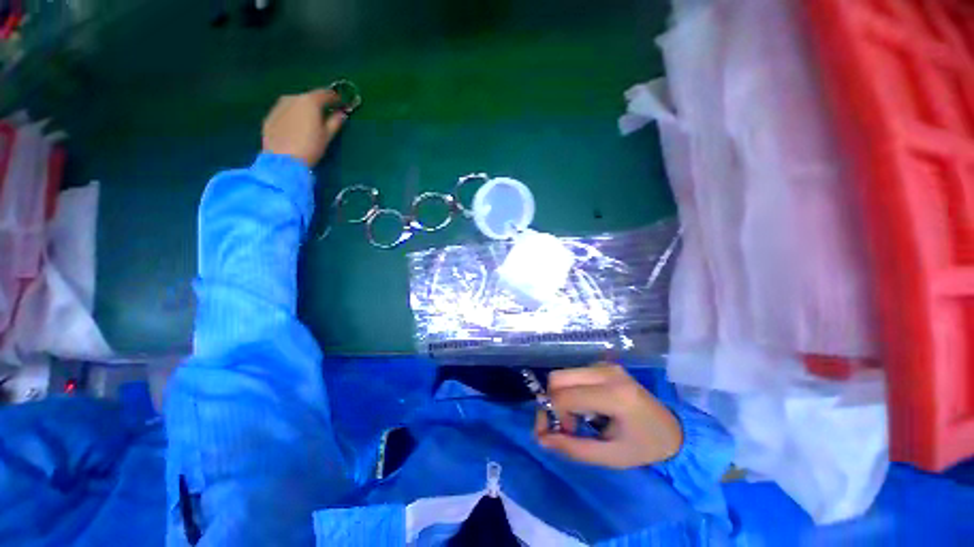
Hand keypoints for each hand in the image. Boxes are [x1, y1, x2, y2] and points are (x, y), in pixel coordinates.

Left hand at [262, 88, 347, 166]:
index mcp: (309, 101)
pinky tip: (295, 128)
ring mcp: (278, 106)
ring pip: (295, 104)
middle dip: (317, 104)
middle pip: (308, 98)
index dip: (334, 97)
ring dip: (303, 110)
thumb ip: (335, 122)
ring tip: (309, 122)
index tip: (340, 102)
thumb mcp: (327, 136)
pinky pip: (285, 112)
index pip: (324, 94)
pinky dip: (292, 116)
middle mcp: (292, 98)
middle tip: (324, 114)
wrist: (283, 160)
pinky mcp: (270, 116)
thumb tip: (342, 114)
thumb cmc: (310, 147)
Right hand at [534, 364, 682, 468]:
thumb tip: (541, 439)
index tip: (564, 434)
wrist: (673, 430)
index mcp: (613, 394)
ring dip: (560, 396)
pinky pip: (573, 374)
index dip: (554, 416)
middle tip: (565, 424)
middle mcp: (606, 372)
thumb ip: (573, 448)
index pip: (565, 397)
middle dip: (553, 402)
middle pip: (558, 378)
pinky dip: (569, 390)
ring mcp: (605, 365)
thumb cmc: (644, 447)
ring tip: (576, 418)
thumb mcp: (611, 456)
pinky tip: (584, 407)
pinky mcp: (603, 365)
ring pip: (563, 374)